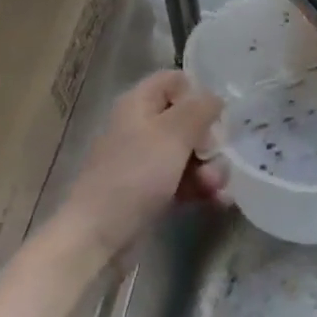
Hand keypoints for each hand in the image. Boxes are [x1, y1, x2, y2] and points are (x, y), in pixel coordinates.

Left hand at [60, 70, 225, 258]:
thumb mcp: (173, 134)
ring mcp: (144, 160)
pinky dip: (200, 188)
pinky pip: (183, 180)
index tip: (213, 117)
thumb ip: (199, 109)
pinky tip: (218, 201)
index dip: (197, 94)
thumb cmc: (135, 175)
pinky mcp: (149, 190)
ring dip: (209, 168)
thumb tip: (215, 98)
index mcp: (139, 103)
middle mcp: (141, 126)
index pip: (174, 81)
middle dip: (209, 141)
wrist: (99, 235)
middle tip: (215, 159)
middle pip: (187, 120)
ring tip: (216, 189)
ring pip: (188, 153)